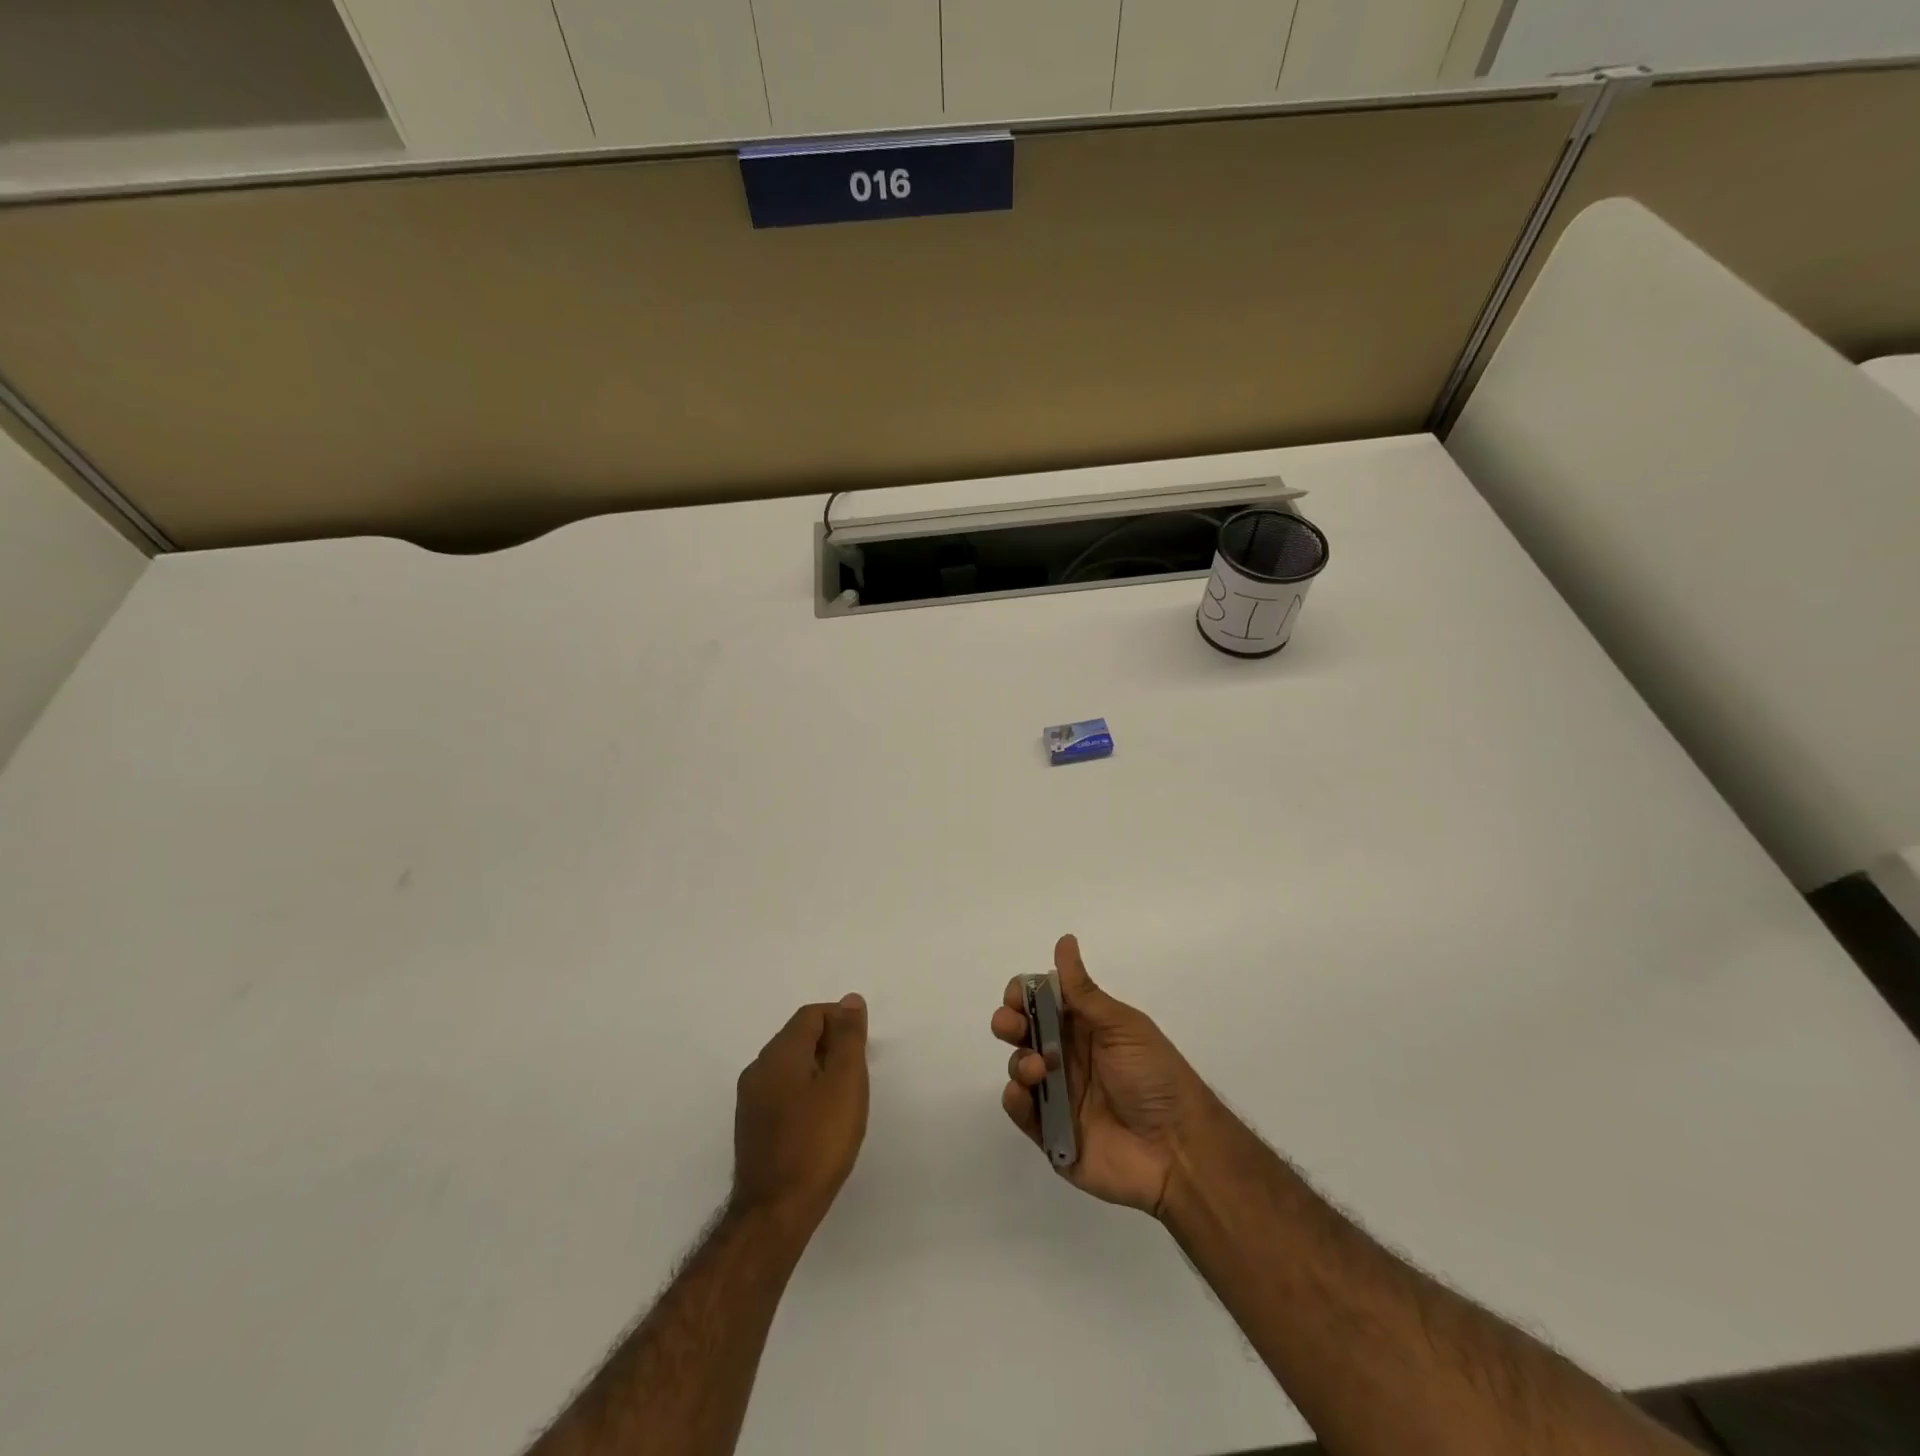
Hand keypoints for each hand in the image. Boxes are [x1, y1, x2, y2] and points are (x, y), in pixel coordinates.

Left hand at [733, 994, 869, 1233]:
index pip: (811, 1014)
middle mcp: (758, 1069)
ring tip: (843, 1098)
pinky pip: (781, 1091)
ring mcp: (750, 1100)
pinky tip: (820, 1120)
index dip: (840, 1020)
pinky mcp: (751, 1127)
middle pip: (797, 1037)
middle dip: (830, 1044)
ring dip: (817, 1069)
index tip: (862, 1047)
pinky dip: (803, 1092)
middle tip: (857, 1073)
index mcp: (779, 1053)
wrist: (775, 1212)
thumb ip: (849, 1037)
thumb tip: (850, 1000)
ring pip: (789, 1066)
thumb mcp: (845, 1082)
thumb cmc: (818, 1142)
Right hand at [992, 936, 1211, 1215]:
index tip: (1017, 996)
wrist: (1179, 1150)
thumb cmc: (1154, 1076)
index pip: (1042, 1001)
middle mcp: (1067, 1056)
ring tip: (1038, 1068)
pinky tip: (1022, 1092)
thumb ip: (1083, 990)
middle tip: (1012, 1026)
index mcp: (1085, 1027)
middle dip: (1008, 1022)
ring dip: (1019, 1061)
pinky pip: (1022, 1112)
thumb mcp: (1121, 1025)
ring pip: (1019, 1067)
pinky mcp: (1052, 1134)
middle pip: (1023, 1031)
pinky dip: (1014, 1099)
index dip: (1023, 994)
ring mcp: (1058, 1095)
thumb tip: (1065, 940)